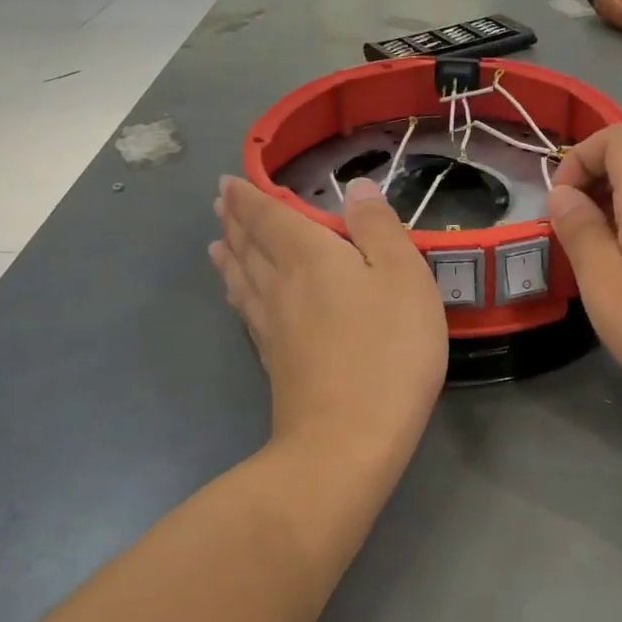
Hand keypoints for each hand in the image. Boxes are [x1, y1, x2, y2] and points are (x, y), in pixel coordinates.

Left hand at [212, 175, 447, 466]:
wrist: (348, 440)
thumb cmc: (387, 349)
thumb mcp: (403, 276)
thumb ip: (379, 228)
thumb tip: (357, 188)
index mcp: (308, 255)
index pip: (269, 216)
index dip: (250, 197)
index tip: (229, 181)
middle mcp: (280, 284)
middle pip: (249, 245)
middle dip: (235, 220)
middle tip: (221, 203)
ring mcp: (272, 326)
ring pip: (242, 279)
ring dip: (230, 255)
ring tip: (218, 243)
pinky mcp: (274, 361)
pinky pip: (247, 311)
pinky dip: (237, 293)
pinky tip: (240, 298)